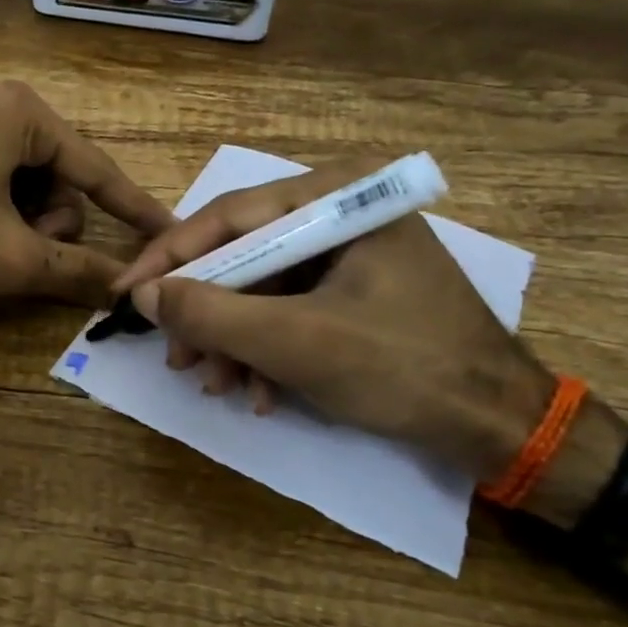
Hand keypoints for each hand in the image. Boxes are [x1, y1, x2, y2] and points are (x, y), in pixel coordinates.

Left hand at [0, 80, 172, 303]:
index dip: (133, 208)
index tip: (166, 230)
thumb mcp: (11, 256)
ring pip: (19, 177)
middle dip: (47, 220)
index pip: (96, 168)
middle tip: (19, 250)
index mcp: (22, 112)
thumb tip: (127, 288)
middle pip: (54, 174)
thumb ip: (77, 269)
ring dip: (17, 218)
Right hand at [116, 162, 554, 479]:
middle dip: (208, 313)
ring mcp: (352, 253)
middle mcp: (343, 213)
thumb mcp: (296, 342)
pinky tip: (259, 392)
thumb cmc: (404, 369)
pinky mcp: (358, 291)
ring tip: (216, 385)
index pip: (231, 216)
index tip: (127, 294)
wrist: (501, 428)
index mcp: (340, 198)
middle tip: (177, 358)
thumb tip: (145, 295)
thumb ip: (213, 313)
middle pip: (245, 254)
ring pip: (264, 288)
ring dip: (234, 340)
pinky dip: (268, 349)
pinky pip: (293, 309)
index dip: (170, 257)